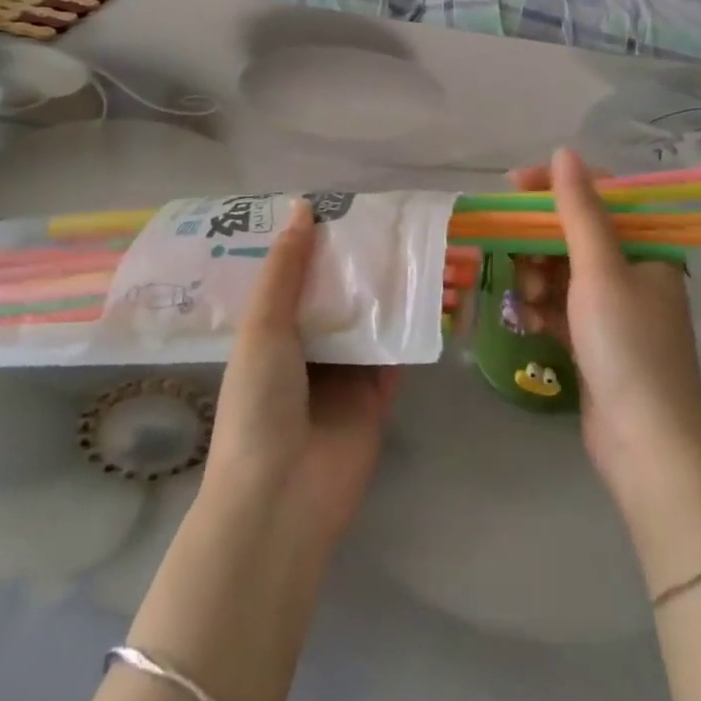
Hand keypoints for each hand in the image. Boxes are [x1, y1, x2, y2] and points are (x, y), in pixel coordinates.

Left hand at [205, 201, 400, 555]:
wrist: (282, 497)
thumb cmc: (259, 402)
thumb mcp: (263, 325)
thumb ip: (286, 268)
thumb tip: (303, 207)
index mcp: (274, 328)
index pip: (302, 273)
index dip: (324, 241)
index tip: (351, 204)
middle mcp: (311, 344)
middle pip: (344, 291)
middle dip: (369, 260)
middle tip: (402, 220)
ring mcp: (346, 370)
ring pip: (376, 315)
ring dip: (400, 286)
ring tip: (429, 247)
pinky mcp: (378, 394)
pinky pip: (400, 349)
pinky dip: (418, 323)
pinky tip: (440, 290)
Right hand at [509, 150, 700, 510]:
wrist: (648, 447)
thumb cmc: (628, 346)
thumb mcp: (600, 270)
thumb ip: (579, 209)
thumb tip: (564, 152)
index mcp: (647, 246)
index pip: (599, 195)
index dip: (555, 186)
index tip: (513, 187)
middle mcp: (633, 270)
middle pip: (575, 233)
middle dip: (540, 240)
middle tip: (512, 252)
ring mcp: (614, 307)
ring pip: (562, 269)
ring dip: (537, 275)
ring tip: (527, 296)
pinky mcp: (595, 339)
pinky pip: (560, 305)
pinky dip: (541, 306)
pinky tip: (527, 319)